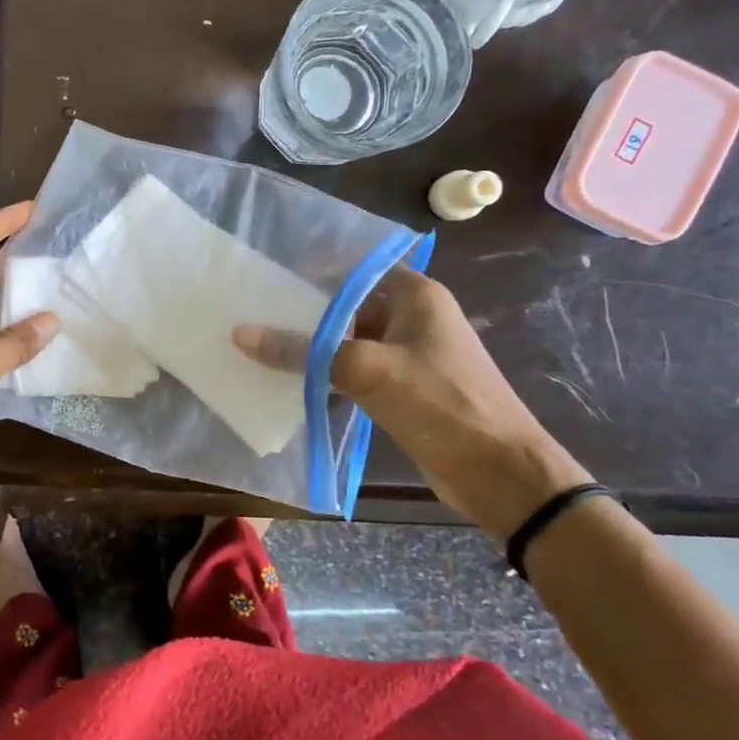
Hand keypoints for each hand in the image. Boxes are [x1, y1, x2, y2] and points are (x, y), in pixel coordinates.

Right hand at [235, 267, 590, 536]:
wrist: (498, 472)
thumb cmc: (439, 404)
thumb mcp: (365, 369)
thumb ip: (302, 350)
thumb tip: (240, 334)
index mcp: (416, 296)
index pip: (357, 268)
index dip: (315, 269)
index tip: (270, 275)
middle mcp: (414, 318)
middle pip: (350, 304)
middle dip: (306, 310)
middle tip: (254, 311)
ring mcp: (410, 355)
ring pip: (350, 340)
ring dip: (314, 346)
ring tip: (260, 342)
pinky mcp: (404, 389)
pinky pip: (356, 371)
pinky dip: (328, 374)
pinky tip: (290, 380)